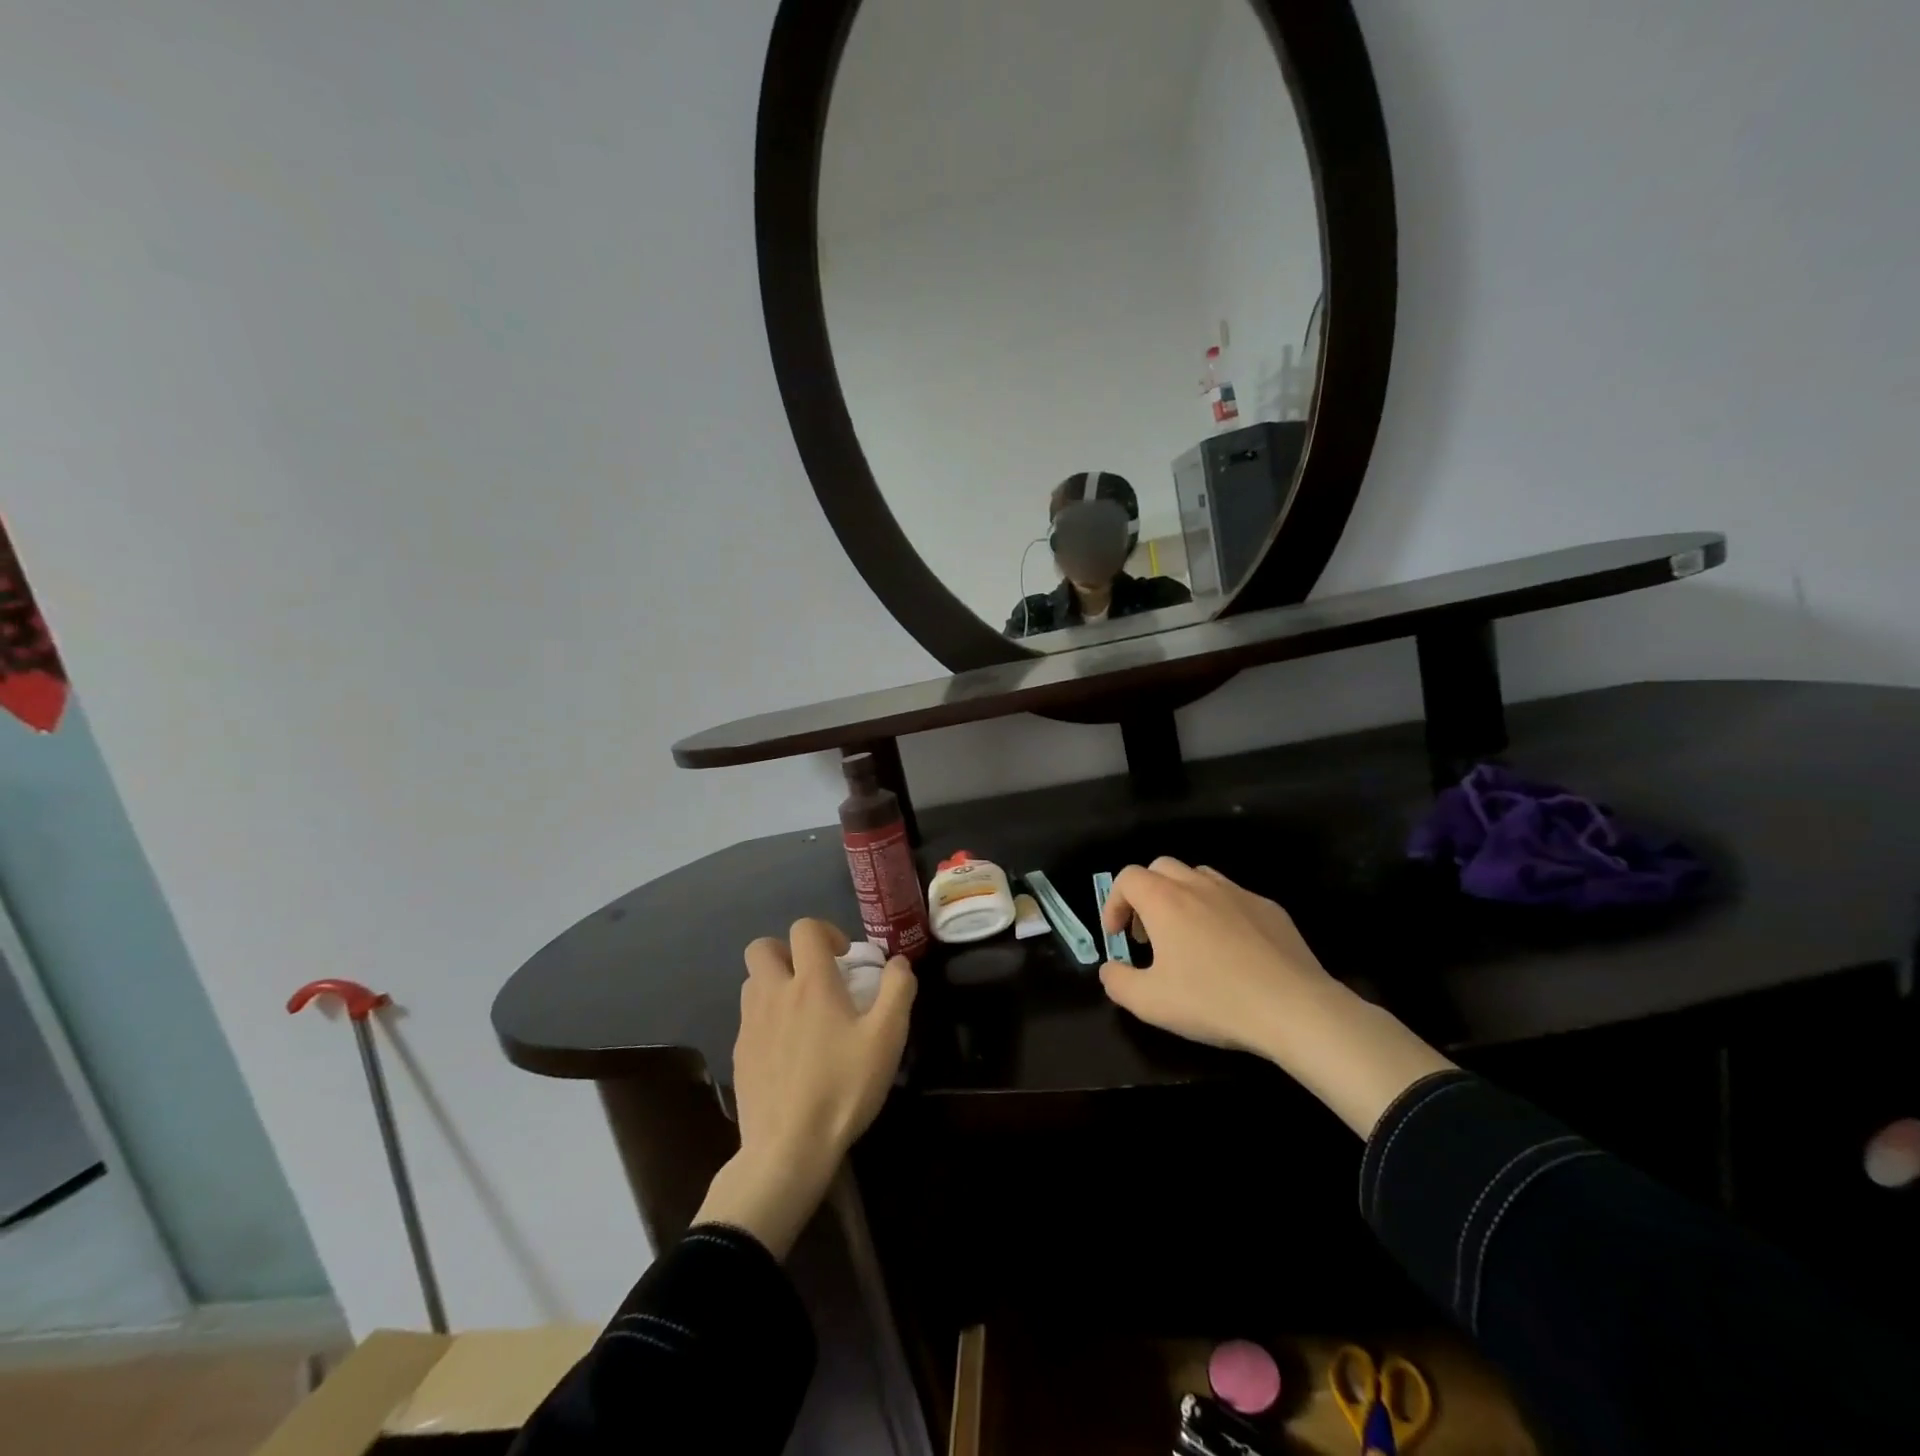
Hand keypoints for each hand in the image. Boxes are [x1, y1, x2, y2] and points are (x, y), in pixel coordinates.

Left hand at [692, 920, 914, 1256]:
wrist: (788, 1148)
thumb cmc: (842, 1087)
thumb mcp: (887, 1038)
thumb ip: (897, 991)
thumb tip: (898, 962)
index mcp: (811, 983)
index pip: (805, 929)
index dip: (826, 932)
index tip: (844, 957)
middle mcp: (774, 993)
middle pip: (763, 947)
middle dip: (788, 951)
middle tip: (814, 976)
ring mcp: (750, 1024)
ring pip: (752, 981)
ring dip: (774, 982)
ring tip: (801, 1010)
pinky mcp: (739, 1054)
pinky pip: (748, 1018)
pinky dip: (766, 1018)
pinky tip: (788, 1049)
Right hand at [1097, 858, 1338, 1057]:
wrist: (1294, 1008)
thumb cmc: (1214, 1000)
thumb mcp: (1150, 1003)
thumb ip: (1118, 982)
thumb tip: (1110, 969)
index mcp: (1164, 900)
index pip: (1127, 878)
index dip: (1114, 902)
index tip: (1117, 936)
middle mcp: (1198, 885)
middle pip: (1161, 868)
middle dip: (1146, 894)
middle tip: (1148, 934)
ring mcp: (1238, 893)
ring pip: (1198, 876)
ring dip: (1182, 897)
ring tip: (1186, 936)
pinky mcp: (1269, 908)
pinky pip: (1233, 897)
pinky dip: (1219, 912)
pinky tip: (1230, 949)